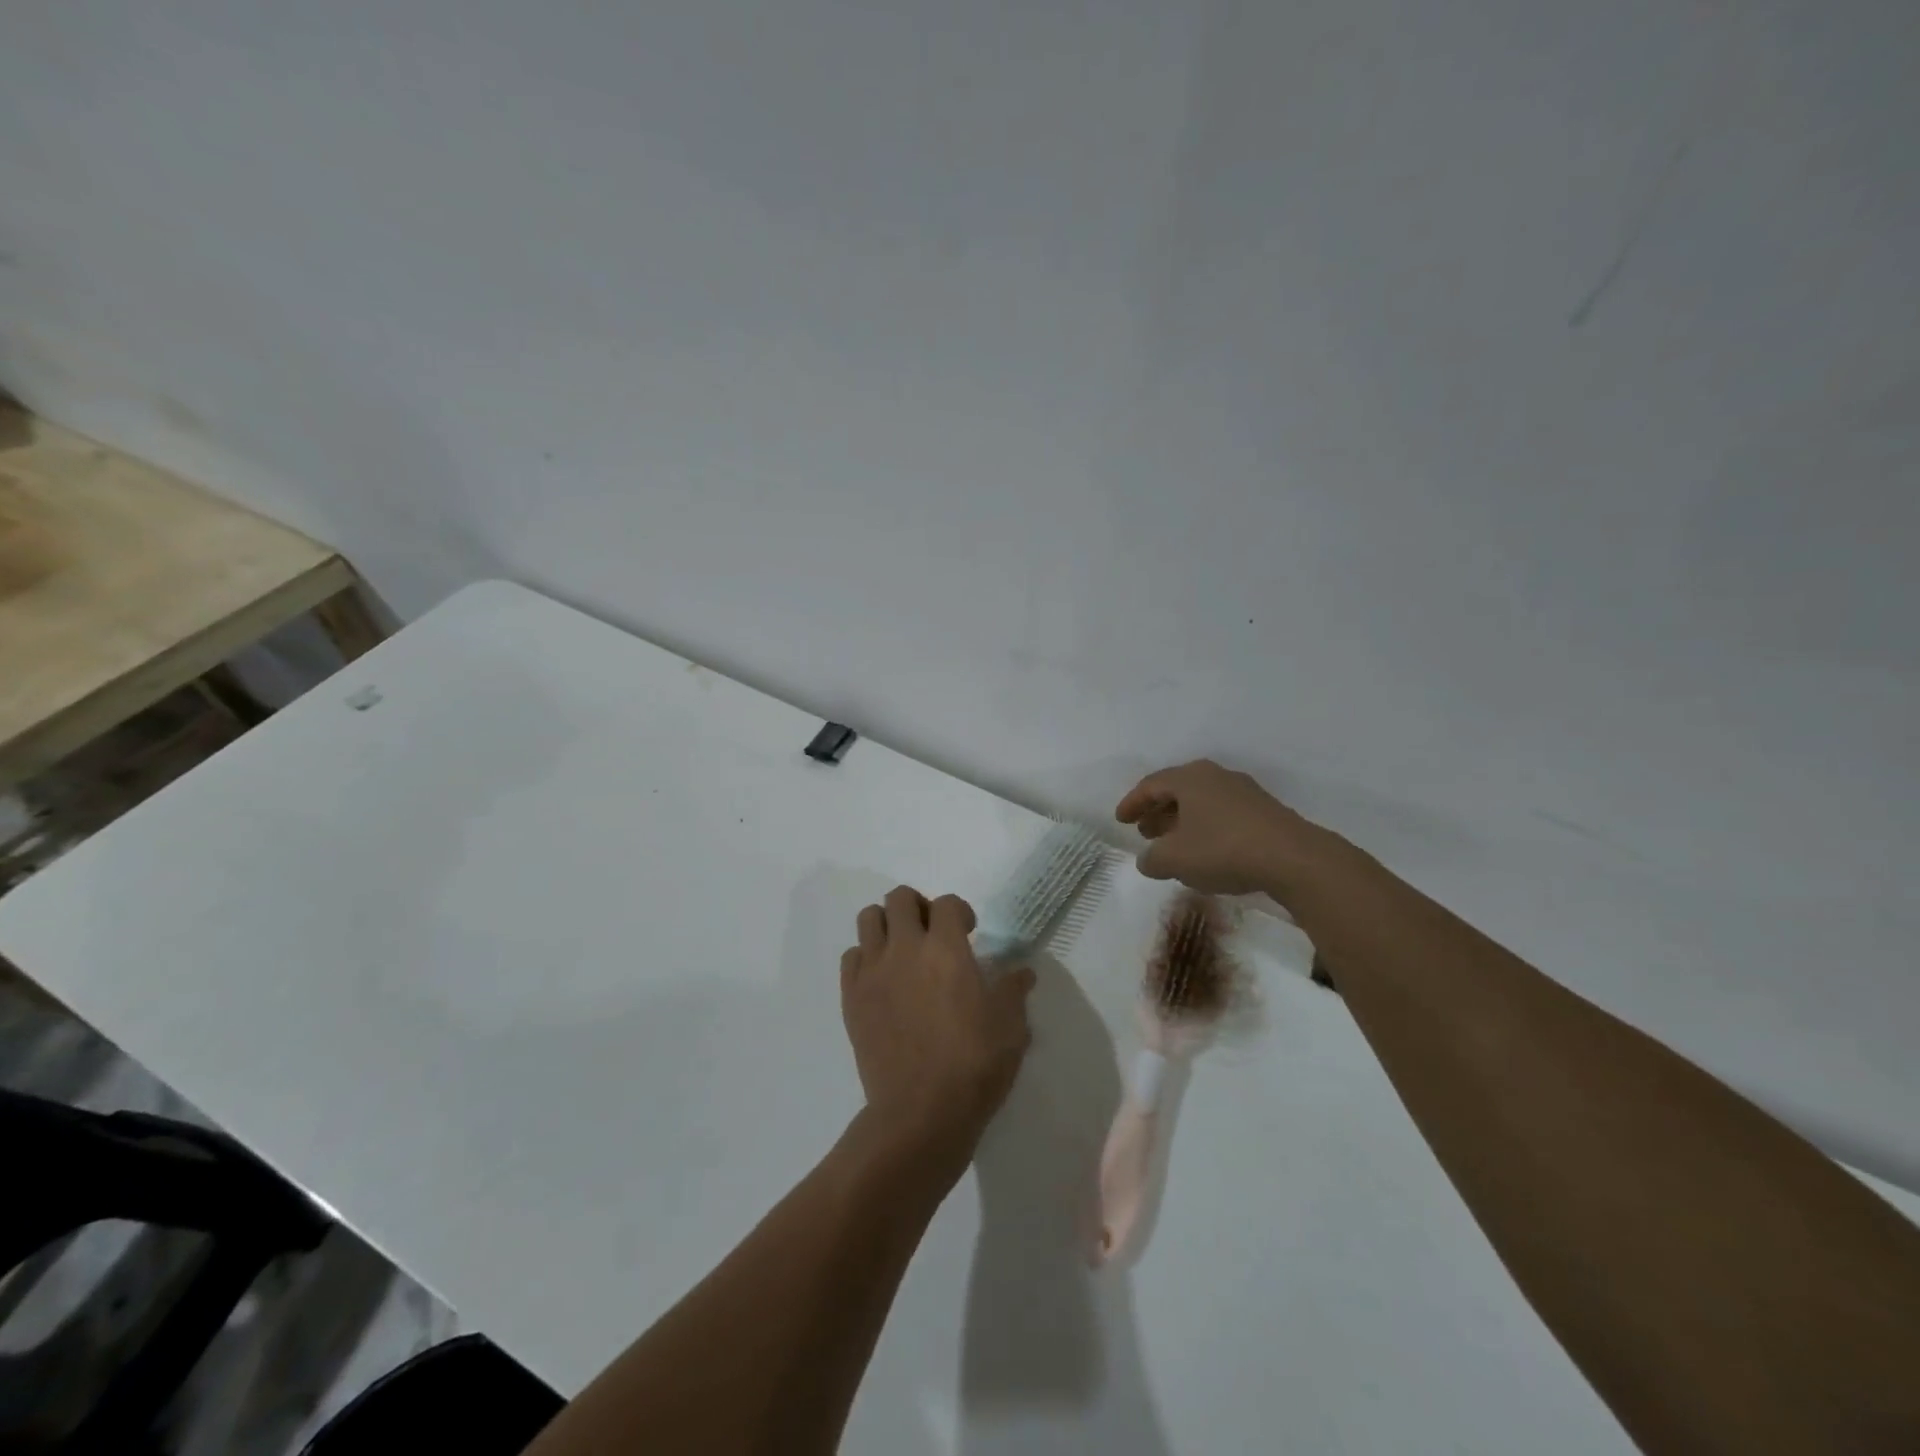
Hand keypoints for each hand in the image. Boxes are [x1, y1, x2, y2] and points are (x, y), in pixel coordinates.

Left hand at [840, 887, 1035, 1174]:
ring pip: (869, 918)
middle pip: (900, 898)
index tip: (969, 933)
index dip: (960, 911)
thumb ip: (1013, 991)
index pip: (946, 903)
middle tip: (932, 934)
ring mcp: (873, 972)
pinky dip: (866, 958)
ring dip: (888, 925)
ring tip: (904, 950)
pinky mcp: (852, 997)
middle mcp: (905, 949)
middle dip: (919, 907)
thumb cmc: (973, 1066)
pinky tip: (883, 981)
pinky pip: (851, 957)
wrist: (920, 1114)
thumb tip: (1022, 972)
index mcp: (946, 949)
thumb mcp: (1010, 1027)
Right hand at [1115, 759, 1323, 893]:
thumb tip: (1147, 860)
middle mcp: (1215, 776)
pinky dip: (1204, 828)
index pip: (1151, 785)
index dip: (1132, 803)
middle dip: (1157, 811)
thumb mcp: (1174, 860)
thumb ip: (1152, 859)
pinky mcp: (1263, 811)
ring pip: (1201, 802)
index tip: (1120, 820)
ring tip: (1171, 844)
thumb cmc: (1223, 850)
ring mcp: (1243, 792)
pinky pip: (1221, 814)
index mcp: (1190, 778)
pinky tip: (1204, 851)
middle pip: (1177, 790)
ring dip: (1181, 821)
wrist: (1293, 859)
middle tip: (1144, 832)